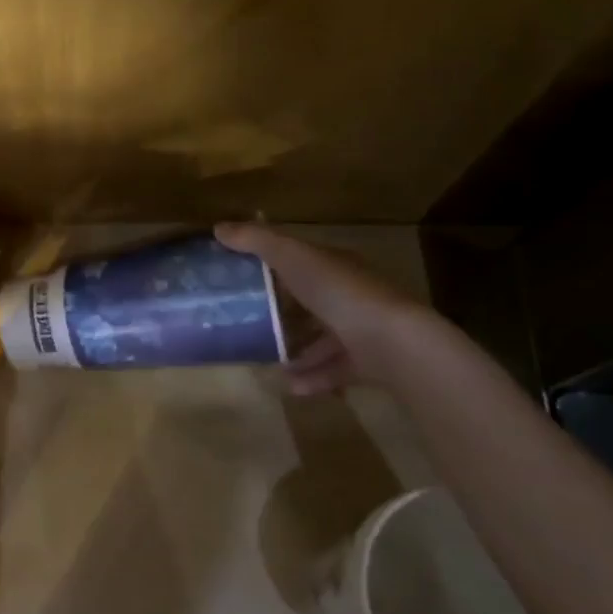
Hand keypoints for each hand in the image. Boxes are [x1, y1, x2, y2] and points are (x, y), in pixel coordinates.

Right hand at [215, 223, 420, 395]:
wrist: (394, 343)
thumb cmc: (341, 293)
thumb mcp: (293, 258)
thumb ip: (257, 242)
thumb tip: (218, 227)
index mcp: (336, 267)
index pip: (304, 261)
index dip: (275, 266)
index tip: (244, 278)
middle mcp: (351, 295)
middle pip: (313, 302)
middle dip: (284, 314)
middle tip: (250, 325)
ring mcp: (362, 330)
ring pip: (324, 339)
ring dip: (297, 351)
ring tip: (267, 362)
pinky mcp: (368, 363)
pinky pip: (334, 369)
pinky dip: (312, 377)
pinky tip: (289, 386)